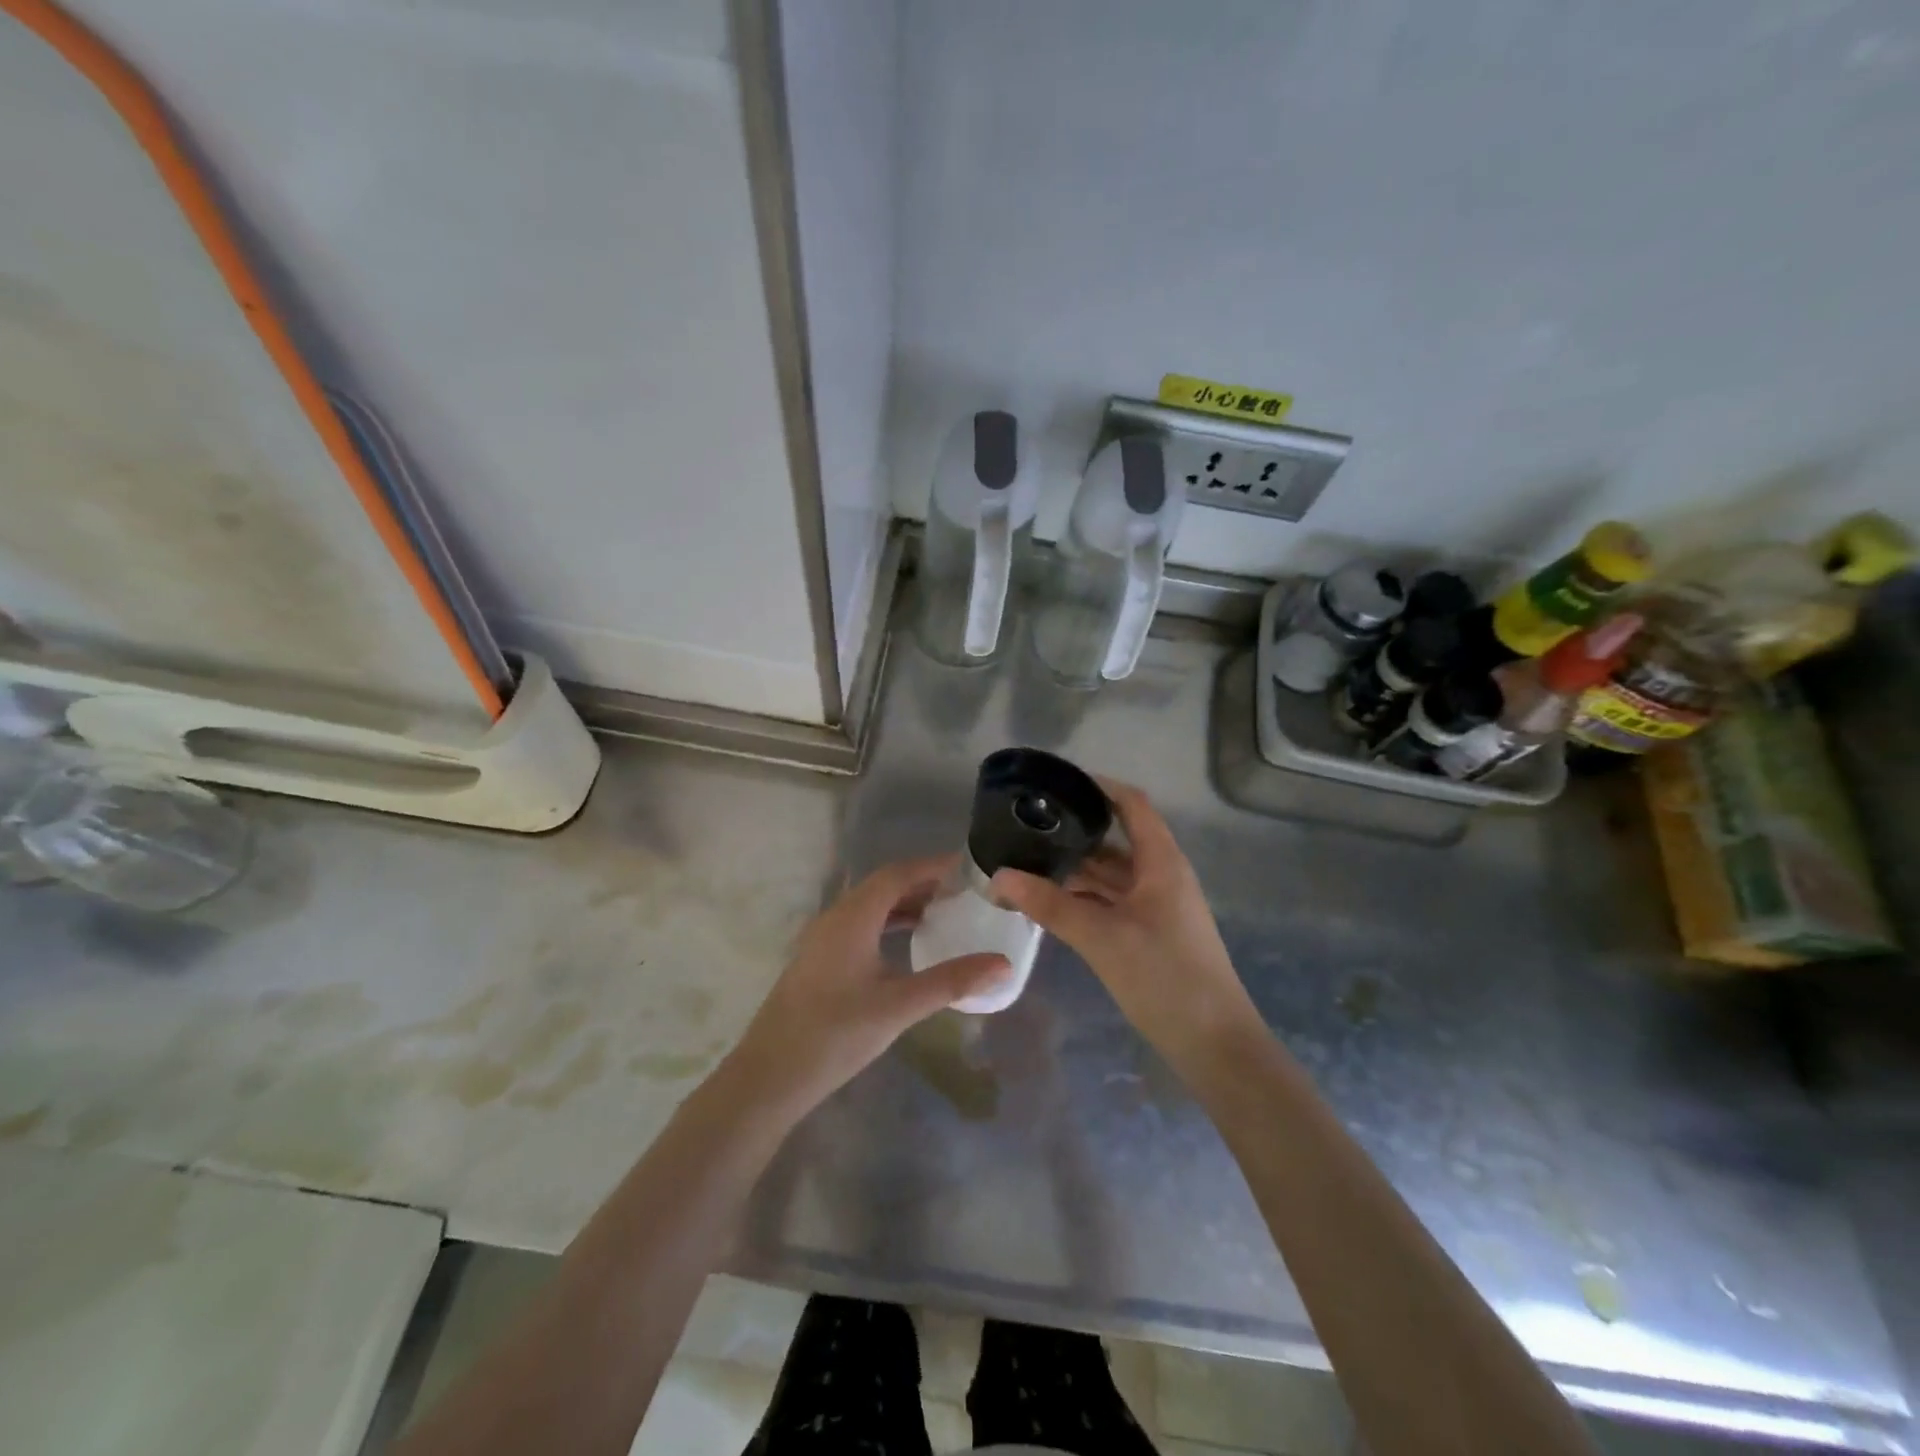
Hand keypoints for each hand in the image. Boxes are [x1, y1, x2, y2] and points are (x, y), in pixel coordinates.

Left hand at [726, 855, 1011, 1115]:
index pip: (897, 874)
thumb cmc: (836, 1034)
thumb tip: (1002, 964)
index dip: (932, 866)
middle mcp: (835, 918)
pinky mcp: (818, 961)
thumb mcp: (899, 1006)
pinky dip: (888, 925)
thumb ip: (951, 982)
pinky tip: (906, 947)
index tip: (967, 867)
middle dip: (922, 883)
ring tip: (942, 915)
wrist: (769, 1076)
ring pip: (869, 907)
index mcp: (852, 917)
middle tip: (962, 892)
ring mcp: (822, 940)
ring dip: (904, 905)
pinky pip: (859, 926)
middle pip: (883, 886)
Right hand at [989, 781, 1261, 1071]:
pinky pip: (1113, 901)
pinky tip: (1051, 902)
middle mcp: (1161, 875)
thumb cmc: (1164, 977)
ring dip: (1076, 869)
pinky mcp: (1151, 933)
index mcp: (1161, 862)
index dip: (1099, 787)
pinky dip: (1085, 898)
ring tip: (1030, 861)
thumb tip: (999, 876)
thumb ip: (1049, 905)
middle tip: (1028, 826)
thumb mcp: (1101, 937)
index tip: (1056, 783)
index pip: (1132, 804)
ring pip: (1112, 874)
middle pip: (1117, 839)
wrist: (1214, 1044)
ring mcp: (1157, 906)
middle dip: (1075, 832)